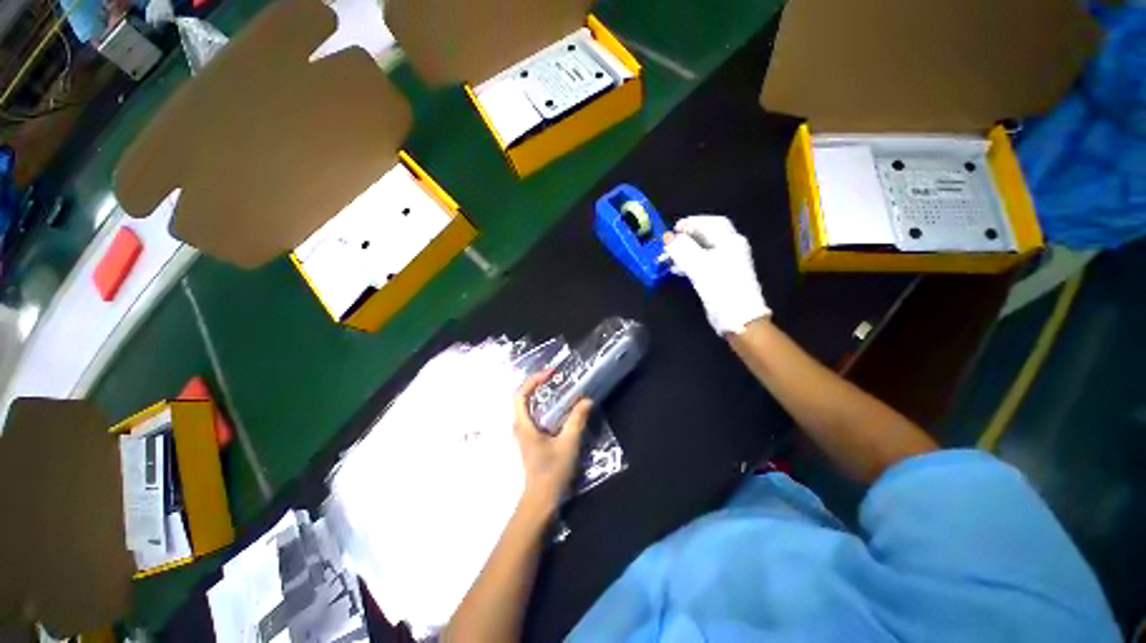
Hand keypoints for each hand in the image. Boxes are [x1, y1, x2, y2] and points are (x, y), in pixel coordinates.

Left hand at [513, 372, 592, 513]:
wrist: (541, 499)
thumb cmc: (552, 472)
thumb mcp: (568, 444)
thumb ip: (576, 420)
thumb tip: (586, 400)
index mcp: (524, 425)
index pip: (520, 394)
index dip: (533, 380)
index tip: (550, 374)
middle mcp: (520, 426)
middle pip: (523, 397)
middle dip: (537, 383)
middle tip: (556, 377)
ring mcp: (524, 433)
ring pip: (528, 406)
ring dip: (541, 394)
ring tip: (559, 388)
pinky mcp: (530, 438)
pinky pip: (534, 415)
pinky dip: (544, 405)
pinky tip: (559, 408)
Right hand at [663, 215, 770, 335]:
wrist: (737, 317)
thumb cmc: (720, 287)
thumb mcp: (698, 265)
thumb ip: (681, 248)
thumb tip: (668, 237)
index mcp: (730, 241)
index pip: (711, 222)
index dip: (692, 222)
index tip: (674, 229)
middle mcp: (731, 249)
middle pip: (706, 236)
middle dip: (686, 239)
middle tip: (669, 244)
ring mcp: (727, 264)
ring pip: (702, 251)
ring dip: (684, 252)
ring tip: (668, 258)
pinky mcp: (720, 278)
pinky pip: (702, 264)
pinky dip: (689, 263)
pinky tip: (677, 270)